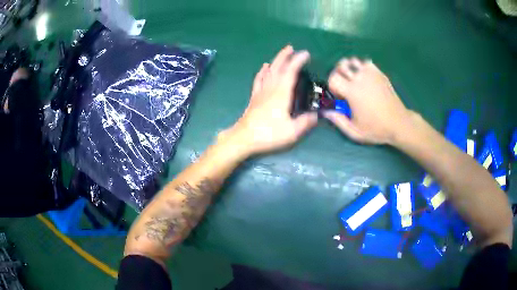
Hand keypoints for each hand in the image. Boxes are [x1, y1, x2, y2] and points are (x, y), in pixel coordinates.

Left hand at [223, 46, 317, 155]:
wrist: (244, 138)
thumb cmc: (268, 134)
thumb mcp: (292, 131)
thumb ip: (306, 122)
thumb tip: (317, 115)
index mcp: (281, 94)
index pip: (291, 72)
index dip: (298, 61)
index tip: (305, 53)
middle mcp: (271, 89)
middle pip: (278, 67)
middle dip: (285, 56)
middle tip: (291, 48)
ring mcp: (261, 92)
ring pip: (269, 71)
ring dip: (275, 60)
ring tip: (282, 53)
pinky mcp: (254, 97)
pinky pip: (259, 80)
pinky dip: (262, 71)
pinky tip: (264, 67)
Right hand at [323, 58, 412, 144]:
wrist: (399, 124)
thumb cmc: (376, 129)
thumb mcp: (355, 132)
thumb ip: (338, 121)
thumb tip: (326, 112)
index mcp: (352, 92)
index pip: (333, 77)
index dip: (332, 85)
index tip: (339, 95)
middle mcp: (360, 79)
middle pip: (341, 66)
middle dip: (338, 74)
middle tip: (343, 86)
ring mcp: (371, 74)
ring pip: (353, 61)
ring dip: (349, 68)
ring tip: (353, 79)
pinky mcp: (380, 74)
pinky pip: (366, 63)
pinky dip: (362, 67)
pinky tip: (365, 77)